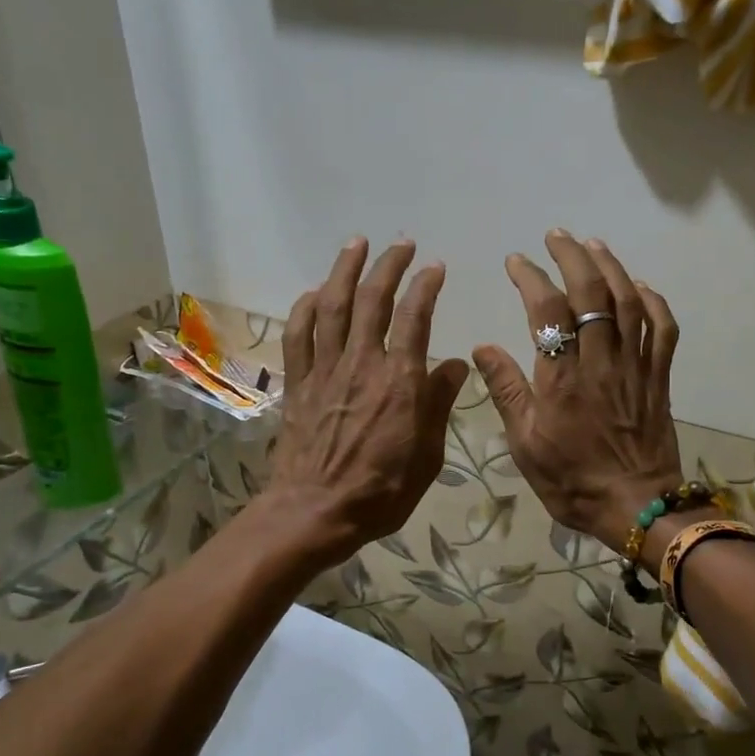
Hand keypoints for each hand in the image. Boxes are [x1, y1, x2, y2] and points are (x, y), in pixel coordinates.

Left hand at [266, 238, 469, 564]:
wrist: (316, 511)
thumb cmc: (382, 491)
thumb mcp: (428, 454)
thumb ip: (439, 403)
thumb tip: (455, 364)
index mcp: (401, 381)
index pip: (416, 317)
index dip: (426, 286)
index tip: (435, 267)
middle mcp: (362, 363)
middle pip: (373, 300)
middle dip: (389, 265)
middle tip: (401, 244)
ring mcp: (326, 370)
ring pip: (333, 306)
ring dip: (345, 270)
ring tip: (356, 244)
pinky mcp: (300, 383)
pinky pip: (299, 335)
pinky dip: (306, 308)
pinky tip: (316, 293)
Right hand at [473, 230, 682, 556]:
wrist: (637, 506)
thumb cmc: (573, 480)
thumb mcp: (526, 444)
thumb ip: (507, 391)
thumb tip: (483, 347)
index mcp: (562, 378)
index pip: (547, 311)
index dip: (531, 278)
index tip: (516, 262)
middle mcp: (601, 361)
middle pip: (592, 293)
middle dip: (573, 256)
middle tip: (556, 236)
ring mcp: (635, 366)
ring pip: (629, 302)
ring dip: (611, 267)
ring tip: (593, 245)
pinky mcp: (658, 377)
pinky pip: (662, 329)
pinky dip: (653, 301)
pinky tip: (640, 287)